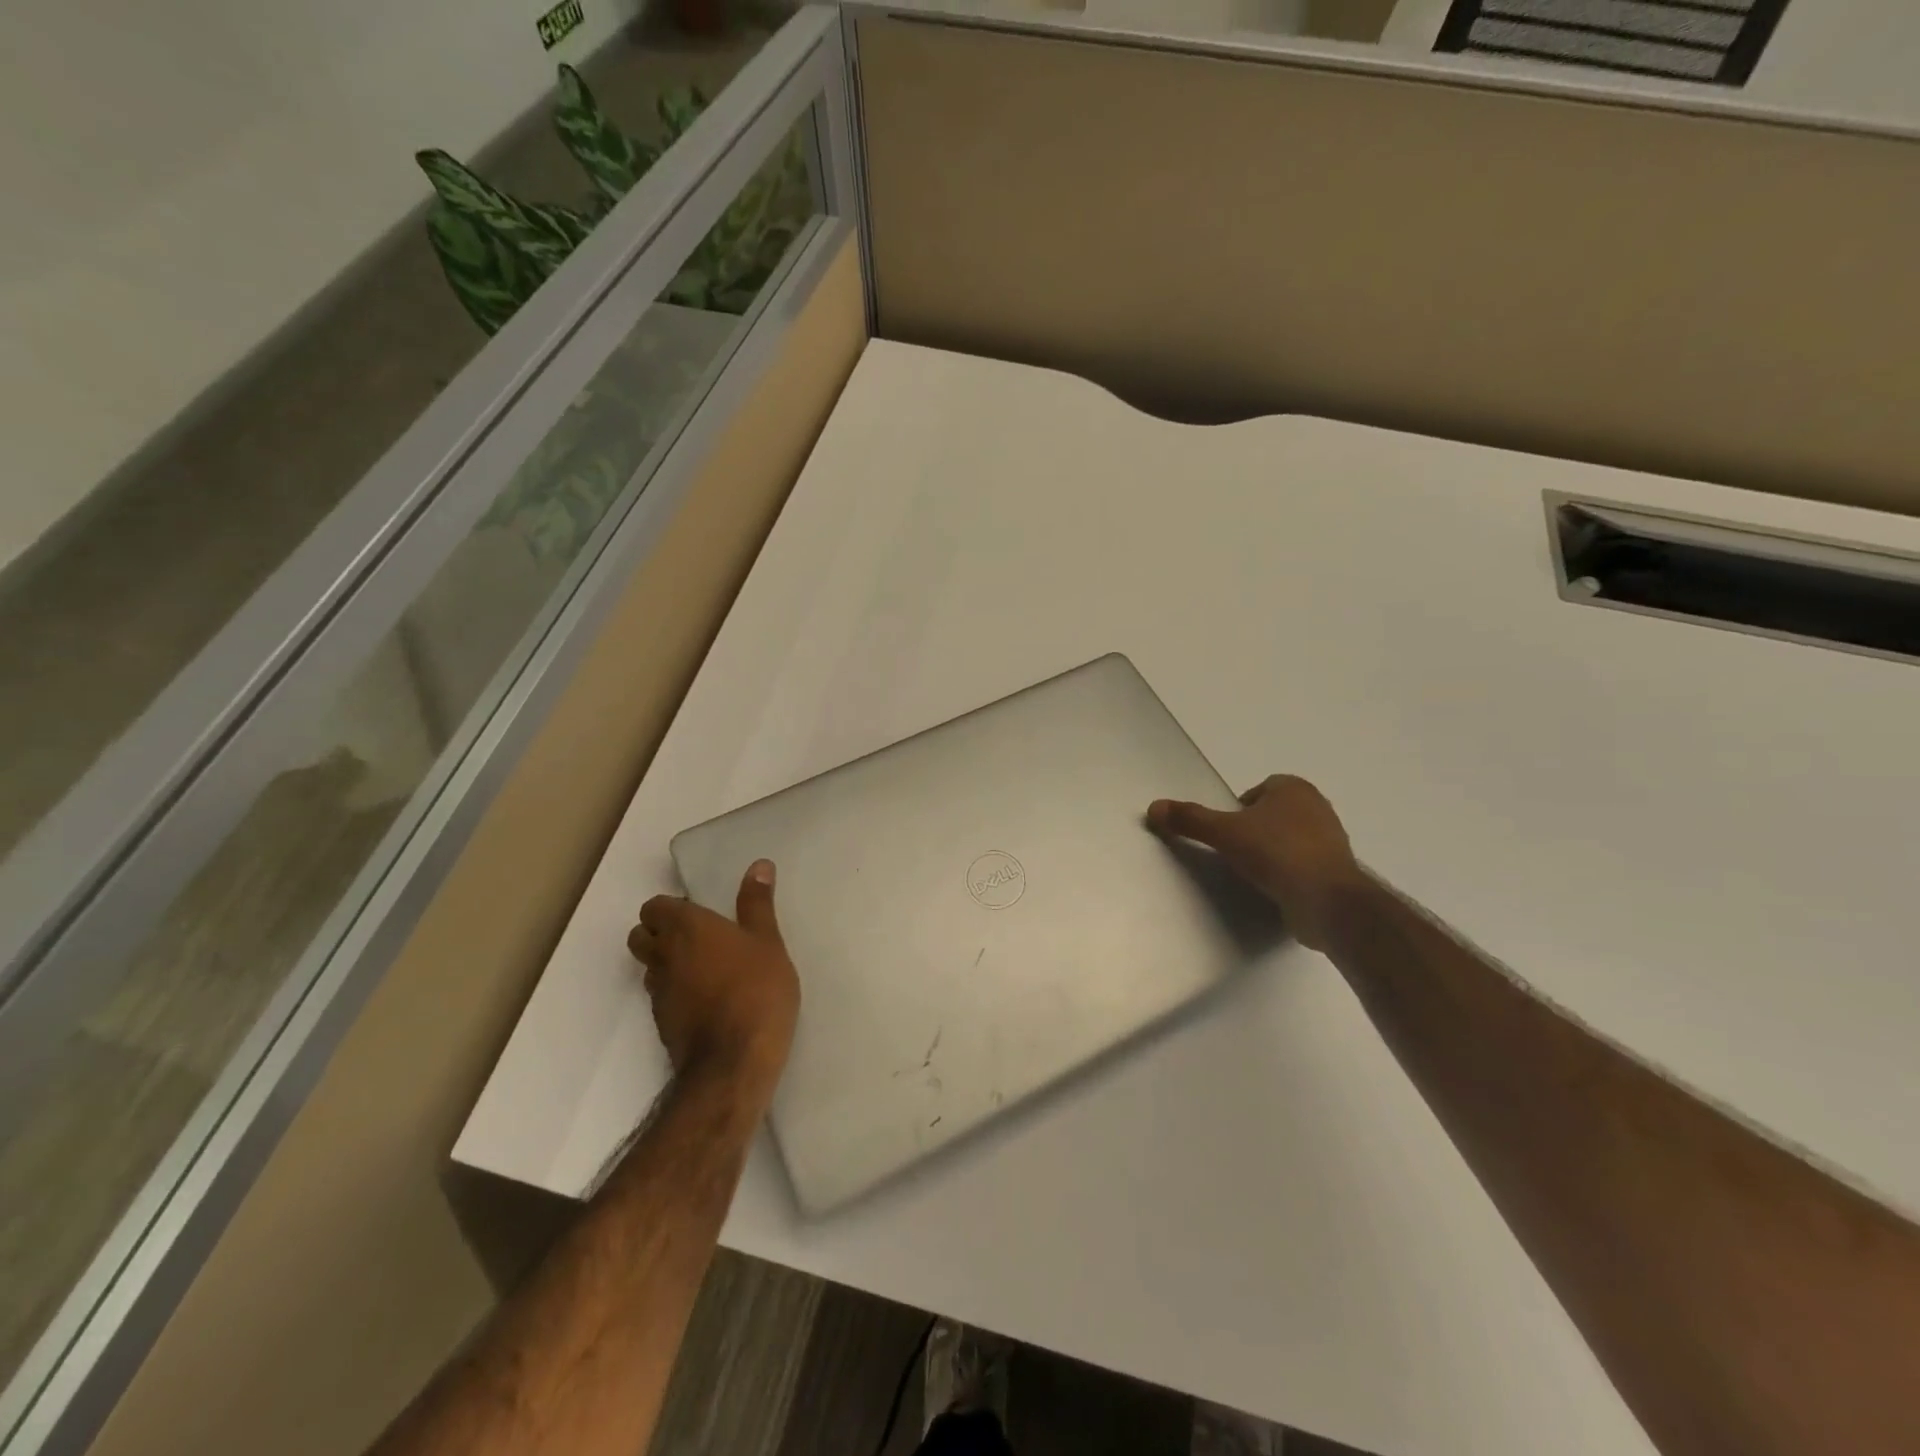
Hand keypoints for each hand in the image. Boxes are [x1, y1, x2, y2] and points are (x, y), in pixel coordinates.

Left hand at [627, 860, 799, 1090]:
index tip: (701, 912)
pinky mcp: (662, 1023)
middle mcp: (663, 956)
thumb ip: (758, 903)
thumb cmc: (756, 990)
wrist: (734, 1063)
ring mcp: (659, 993)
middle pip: (641, 935)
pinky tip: (707, 999)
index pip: (654, 906)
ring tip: (704, 967)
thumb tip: (759, 865)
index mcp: (686, 928)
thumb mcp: (768, 942)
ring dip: (666, 962)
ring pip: (649, 967)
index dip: (672, 907)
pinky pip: (661, 995)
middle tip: (698, 936)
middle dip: (659, 931)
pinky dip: (676, 990)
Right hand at [1148, 775, 1366, 950]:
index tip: (1227, 830)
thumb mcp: (1224, 833)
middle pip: (1274, 813)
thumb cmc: (1275, 853)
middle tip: (1235, 851)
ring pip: (1290, 839)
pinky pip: (1303, 865)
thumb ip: (1190, 819)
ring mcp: (1331, 841)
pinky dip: (1288, 873)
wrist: (1326, 901)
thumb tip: (1154, 807)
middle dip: (1255, 829)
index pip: (1259, 789)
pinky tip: (1274, 889)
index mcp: (1295, 789)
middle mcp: (1317, 808)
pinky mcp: (1336, 872)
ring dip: (1272, 852)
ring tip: (1253, 872)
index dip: (1240, 808)